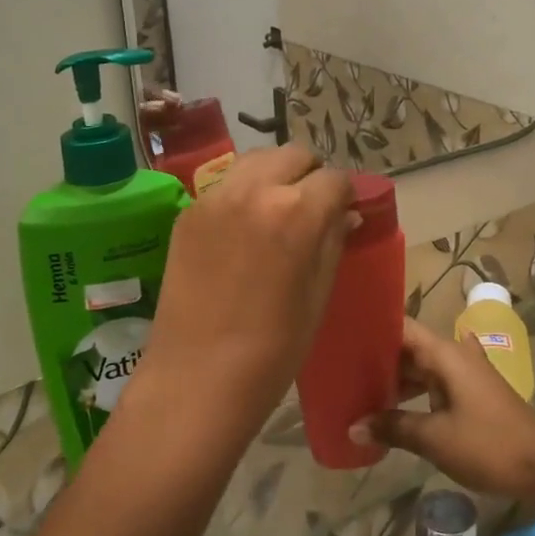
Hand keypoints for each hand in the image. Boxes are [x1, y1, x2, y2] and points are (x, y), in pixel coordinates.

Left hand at [128, 146, 354, 435]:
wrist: (196, 379)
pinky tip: (244, 229)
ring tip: (278, 210)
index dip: (346, 194)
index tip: (346, 211)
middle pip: (294, 156)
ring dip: (275, 175)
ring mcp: (215, 198)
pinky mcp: (188, 213)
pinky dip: (243, 193)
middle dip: (311, 175)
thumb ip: (333, 241)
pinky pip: (226, 186)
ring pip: (256, 161)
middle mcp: (255, 190)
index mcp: (297, 211)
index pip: (334, 179)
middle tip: (313, 207)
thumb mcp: (318, 295)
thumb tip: (346, 213)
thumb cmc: (273, 349)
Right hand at [352, 319, 534, 500]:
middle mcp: (455, 354)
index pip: (402, 326)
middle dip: (379, 358)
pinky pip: (435, 383)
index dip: (374, 327)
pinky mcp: (472, 394)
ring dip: (396, 378)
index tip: (344, 333)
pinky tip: (394, 406)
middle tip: (342, 368)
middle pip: (410, 347)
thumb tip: (353, 426)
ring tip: (361, 390)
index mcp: (445, 353)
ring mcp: (466, 374)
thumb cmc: (487, 444)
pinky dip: (415, 391)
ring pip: (422, 367)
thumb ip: (392, 427)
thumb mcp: (434, 438)